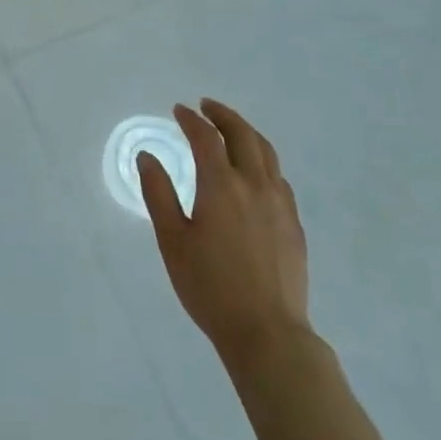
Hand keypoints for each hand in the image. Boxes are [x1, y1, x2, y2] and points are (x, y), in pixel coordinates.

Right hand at [139, 99, 310, 362]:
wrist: (267, 333)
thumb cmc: (210, 287)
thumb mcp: (172, 241)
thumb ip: (158, 193)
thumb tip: (146, 156)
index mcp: (222, 185)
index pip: (206, 137)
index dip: (191, 119)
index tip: (178, 110)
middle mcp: (254, 185)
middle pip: (242, 134)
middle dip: (223, 115)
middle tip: (206, 106)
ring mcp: (280, 204)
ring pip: (267, 152)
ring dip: (246, 132)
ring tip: (231, 129)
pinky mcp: (294, 224)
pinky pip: (279, 178)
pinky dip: (263, 160)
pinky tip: (255, 172)